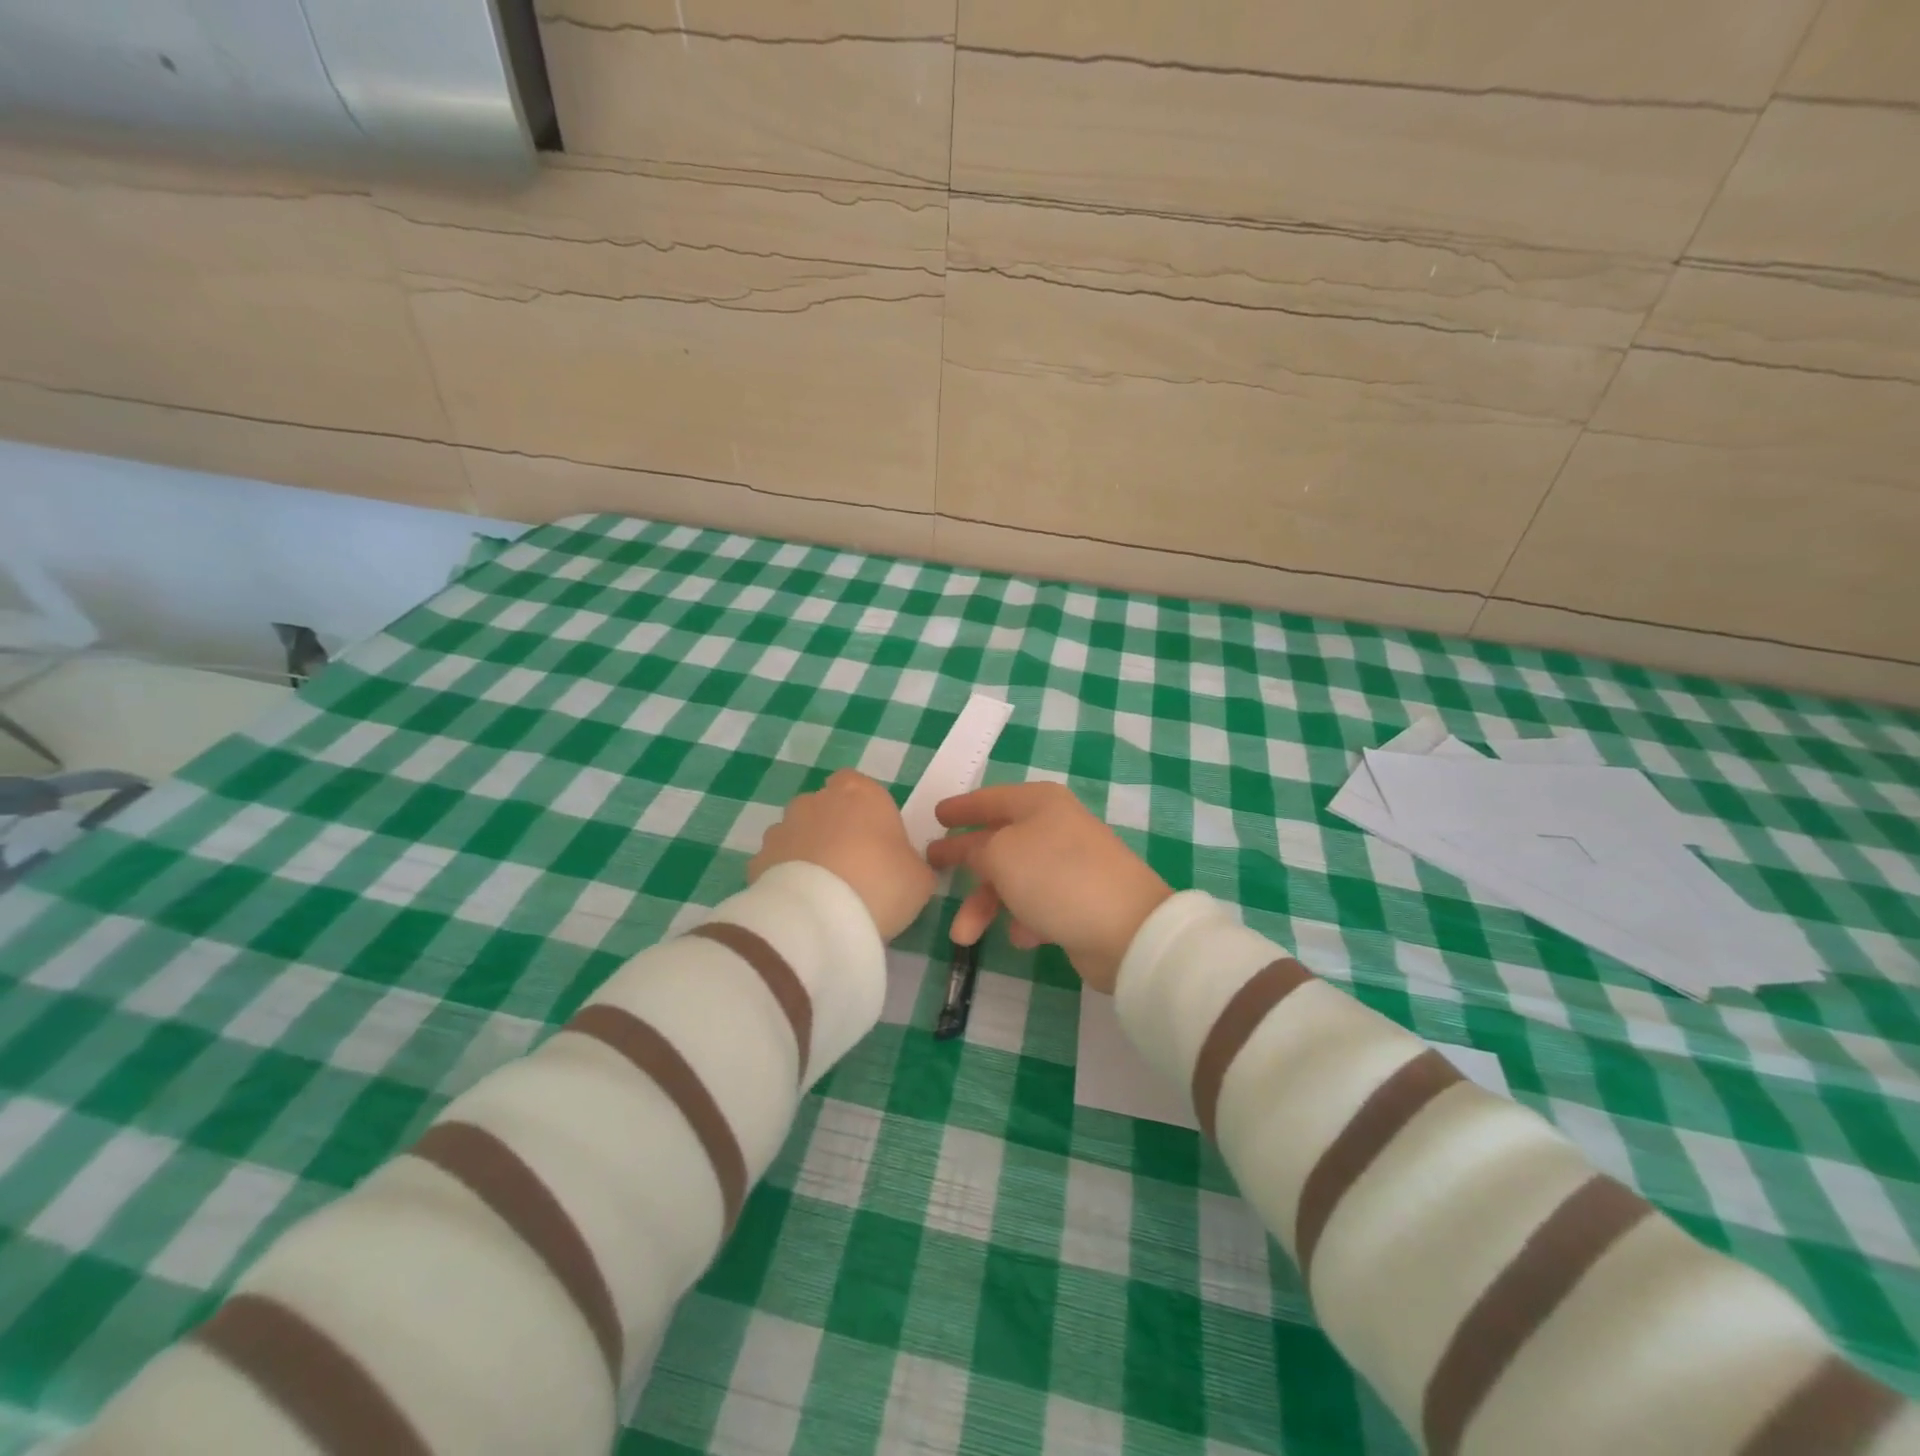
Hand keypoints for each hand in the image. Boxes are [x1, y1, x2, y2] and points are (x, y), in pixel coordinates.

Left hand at [750, 770, 936, 938]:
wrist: (820, 917)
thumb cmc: (881, 883)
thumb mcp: (919, 878)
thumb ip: (912, 863)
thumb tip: (904, 867)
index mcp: (860, 792)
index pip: (858, 784)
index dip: (865, 810)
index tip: (876, 840)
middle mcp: (817, 800)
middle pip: (825, 807)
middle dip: (834, 829)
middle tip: (852, 867)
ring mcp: (783, 827)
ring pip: (798, 833)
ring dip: (808, 851)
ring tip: (824, 890)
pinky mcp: (759, 858)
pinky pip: (778, 863)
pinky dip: (786, 877)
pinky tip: (801, 904)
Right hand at [928, 783, 1171, 992]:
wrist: (1126, 929)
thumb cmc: (1056, 877)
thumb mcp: (1001, 855)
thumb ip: (976, 849)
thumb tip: (974, 852)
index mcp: (1040, 803)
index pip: (991, 798)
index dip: (962, 807)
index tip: (936, 815)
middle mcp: (1056, 828)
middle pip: (999, 841)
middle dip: (966, 861)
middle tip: (933, 868)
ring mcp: (1070, 865)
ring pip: (1014, 879)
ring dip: (986, 904)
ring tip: (964, 936)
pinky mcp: (1080, 901)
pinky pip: (1037, 905)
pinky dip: (1022, 919)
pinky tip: (1021, 937)